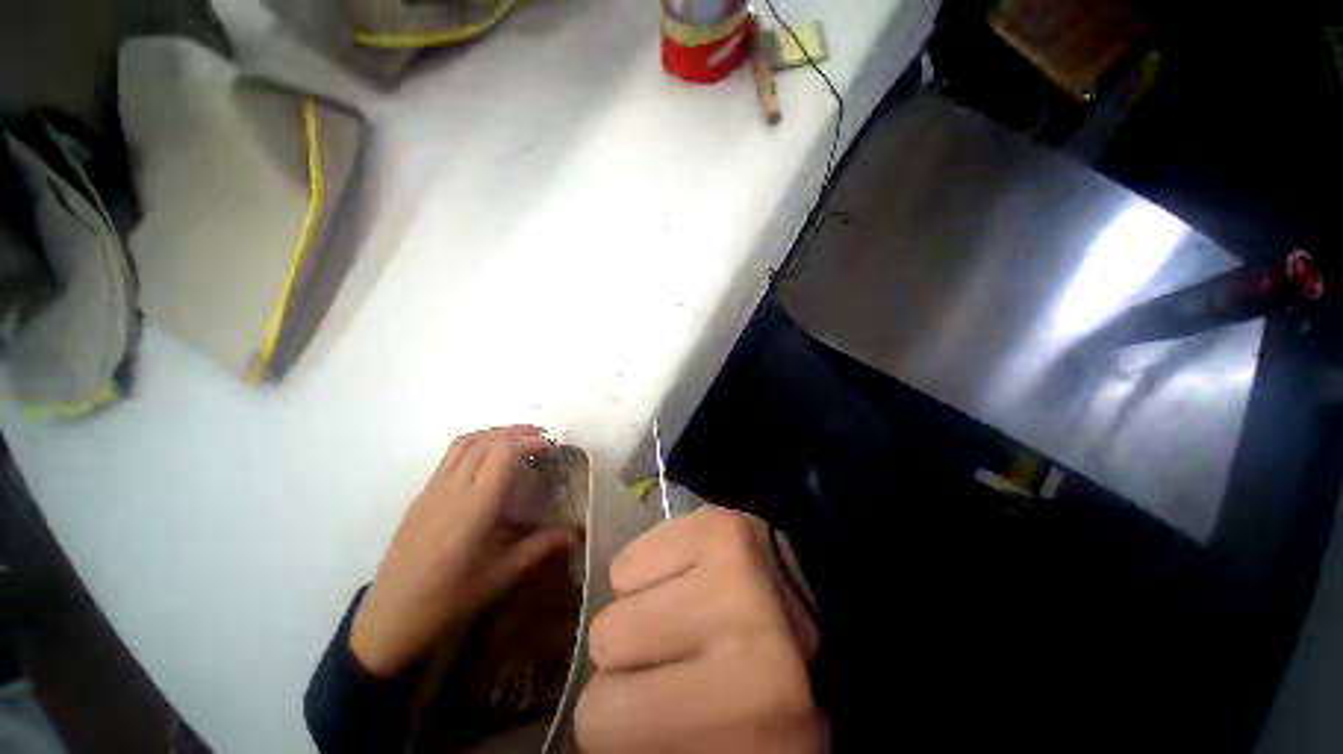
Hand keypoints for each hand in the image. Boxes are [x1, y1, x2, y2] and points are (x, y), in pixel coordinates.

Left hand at [350, 425, 578, 677]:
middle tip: (542, 437)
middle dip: (516, 432)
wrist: (387, 620)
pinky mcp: (422, 495)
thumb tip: (574, 533)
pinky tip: (489, 461)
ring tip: (518, 440)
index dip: (528, 441)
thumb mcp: (499, 577)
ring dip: (495, 433)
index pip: (501, 453)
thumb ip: (538, 548)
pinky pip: (451, 455)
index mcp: (472, 508)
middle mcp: (451, 490)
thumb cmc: (446, 602)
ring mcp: (432, 490)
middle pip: (485, 440)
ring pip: (465, 442)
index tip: (550, 446)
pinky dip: (477, 444)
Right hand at [576, 506, 820, 753]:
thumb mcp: (722, 741)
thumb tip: (596, 724)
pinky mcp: (718, 524)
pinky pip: (630, 559)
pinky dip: (642, 575)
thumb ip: (657, 737)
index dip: (620, 720)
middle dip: (626, 658)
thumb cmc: (763, 682)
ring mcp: (731, 568)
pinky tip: (682, 579)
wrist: (812, 603)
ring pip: (615, 599)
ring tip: (680, 617)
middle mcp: (742, 638)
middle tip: (670, 658)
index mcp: (746, 717)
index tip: (654, 712)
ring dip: (635, 615)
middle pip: (604, 645)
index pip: (600, 721)